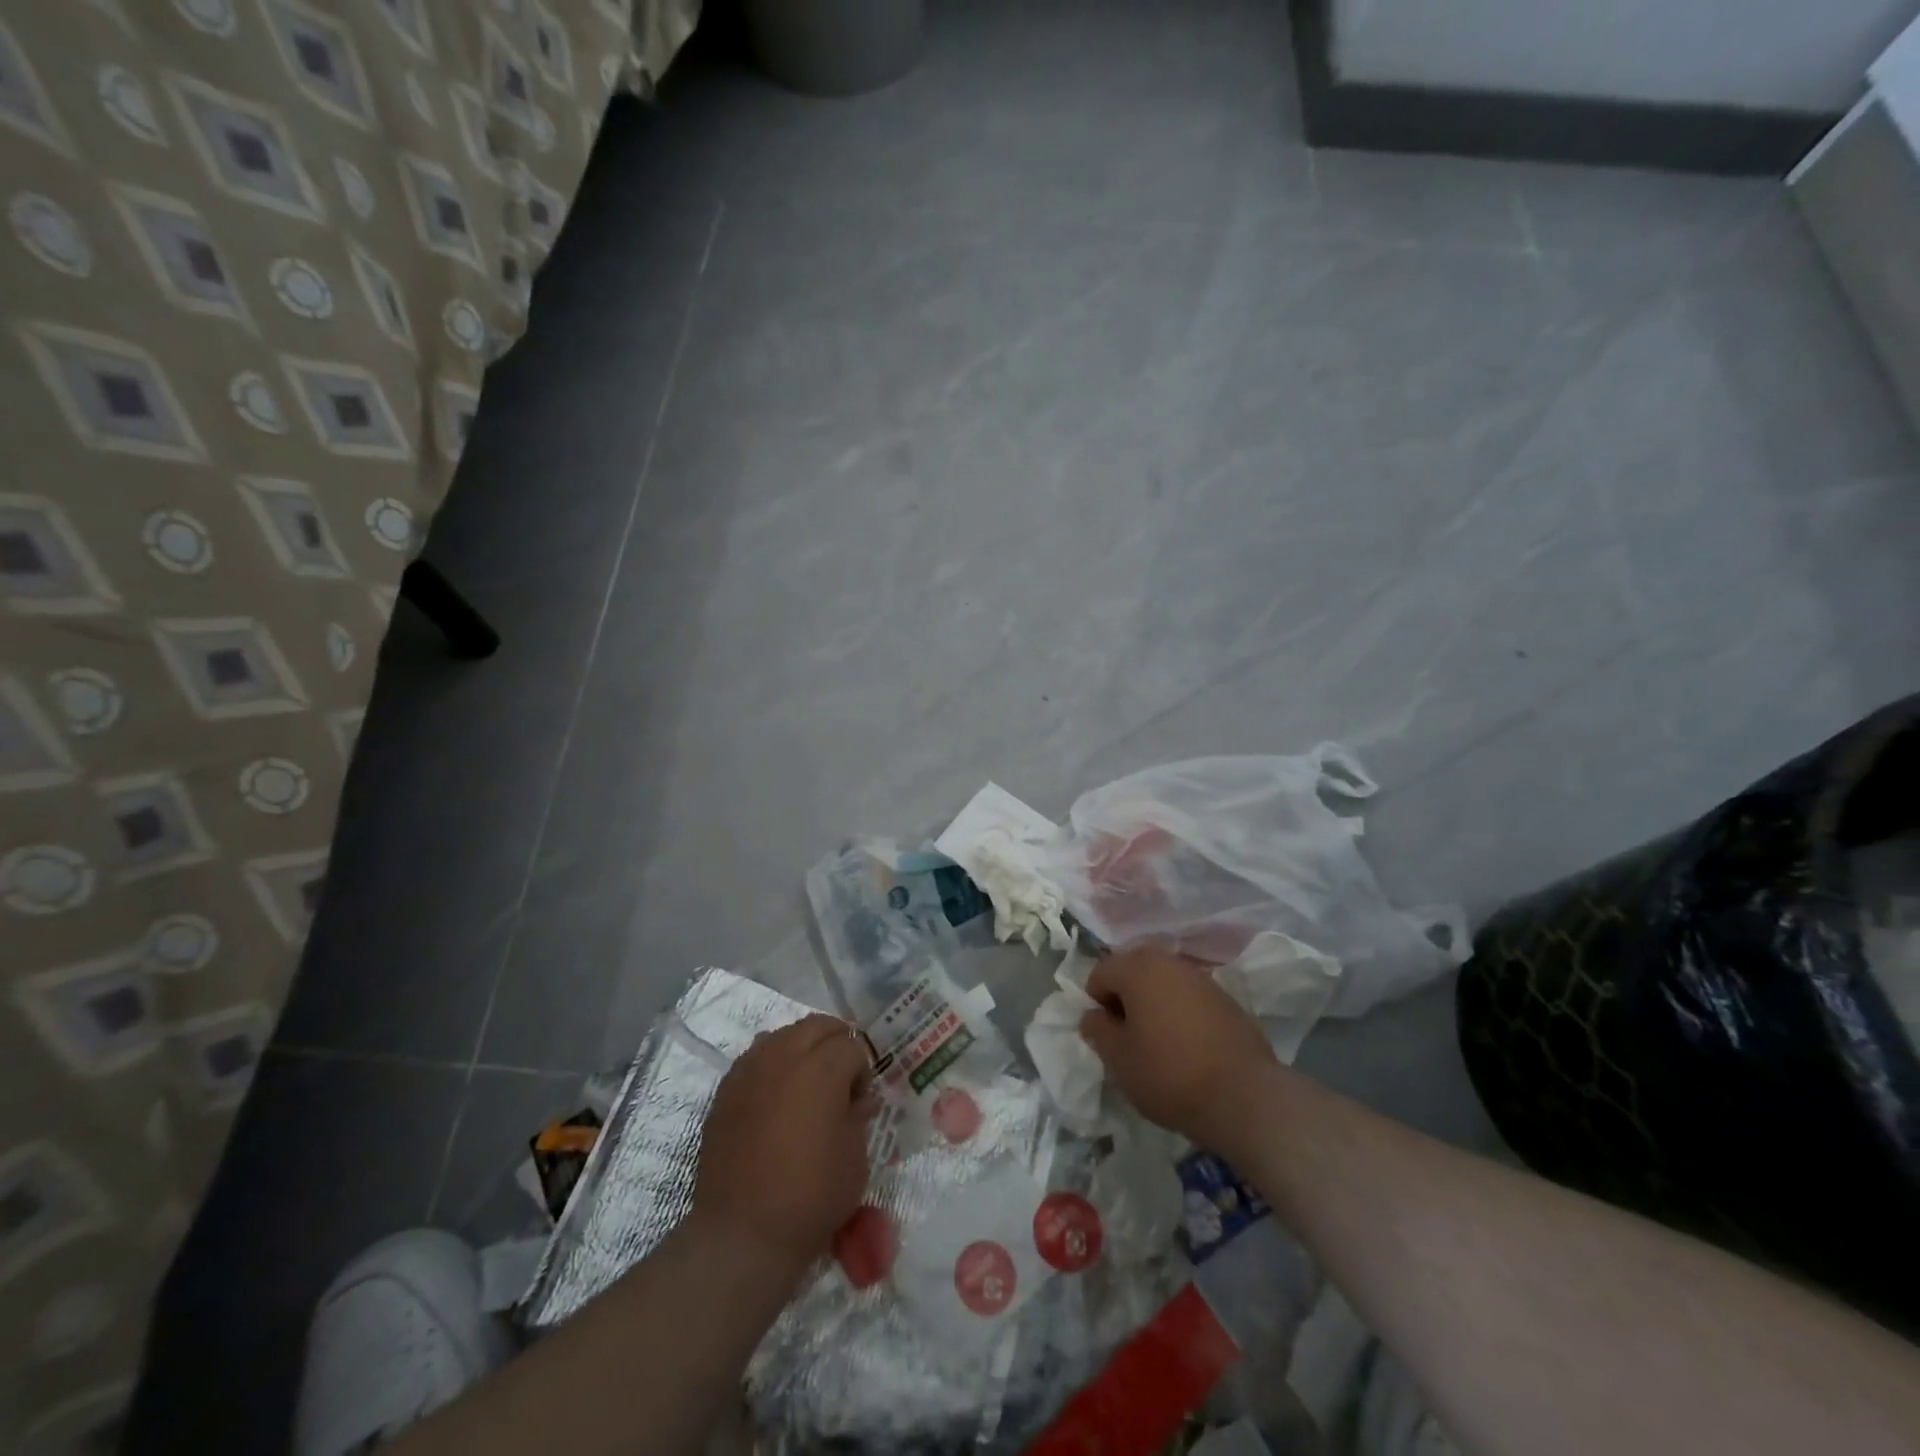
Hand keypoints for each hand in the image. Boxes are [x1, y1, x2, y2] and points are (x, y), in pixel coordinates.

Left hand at [693, 1015, 875, 1275]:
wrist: (742, 1234)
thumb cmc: (810, 1197)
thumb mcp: (854, 1159)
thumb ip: (859, 1117)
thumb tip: (860, 1099)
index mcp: (822, 1069)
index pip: (851, 1046)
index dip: (862, 1070)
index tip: (860, 1100)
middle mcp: (784, 1056)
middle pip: (817, 1026)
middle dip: (836, 1042)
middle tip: (842, 1076)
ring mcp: (750, 1070)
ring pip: (783, 1035)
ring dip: (802, 1047)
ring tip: (808, 1082)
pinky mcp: (726, 1090)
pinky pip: (755, 1058)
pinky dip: (772, 1063)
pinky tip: (776, 1095)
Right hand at [1080, 946, 1277, 1149]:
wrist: (1244, 1096)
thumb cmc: (1169, 1074)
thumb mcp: (1119, 1060)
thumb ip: (1097, 1030)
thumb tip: (1093, 1015)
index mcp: (1137, 968)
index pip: (1101, 972)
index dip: (1095, 1002)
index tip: (1105, 1034)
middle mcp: (1168, 962)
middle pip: (1133, 969)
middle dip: (1124, 996)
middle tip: (1127, 1034)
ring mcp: (1200, 978)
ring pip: (1162, 980)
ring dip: (1152, 1001)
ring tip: (1156, 1040)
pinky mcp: (1225, 998)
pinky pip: (1187, 995)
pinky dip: (1178, 1010)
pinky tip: (1185, 1044)